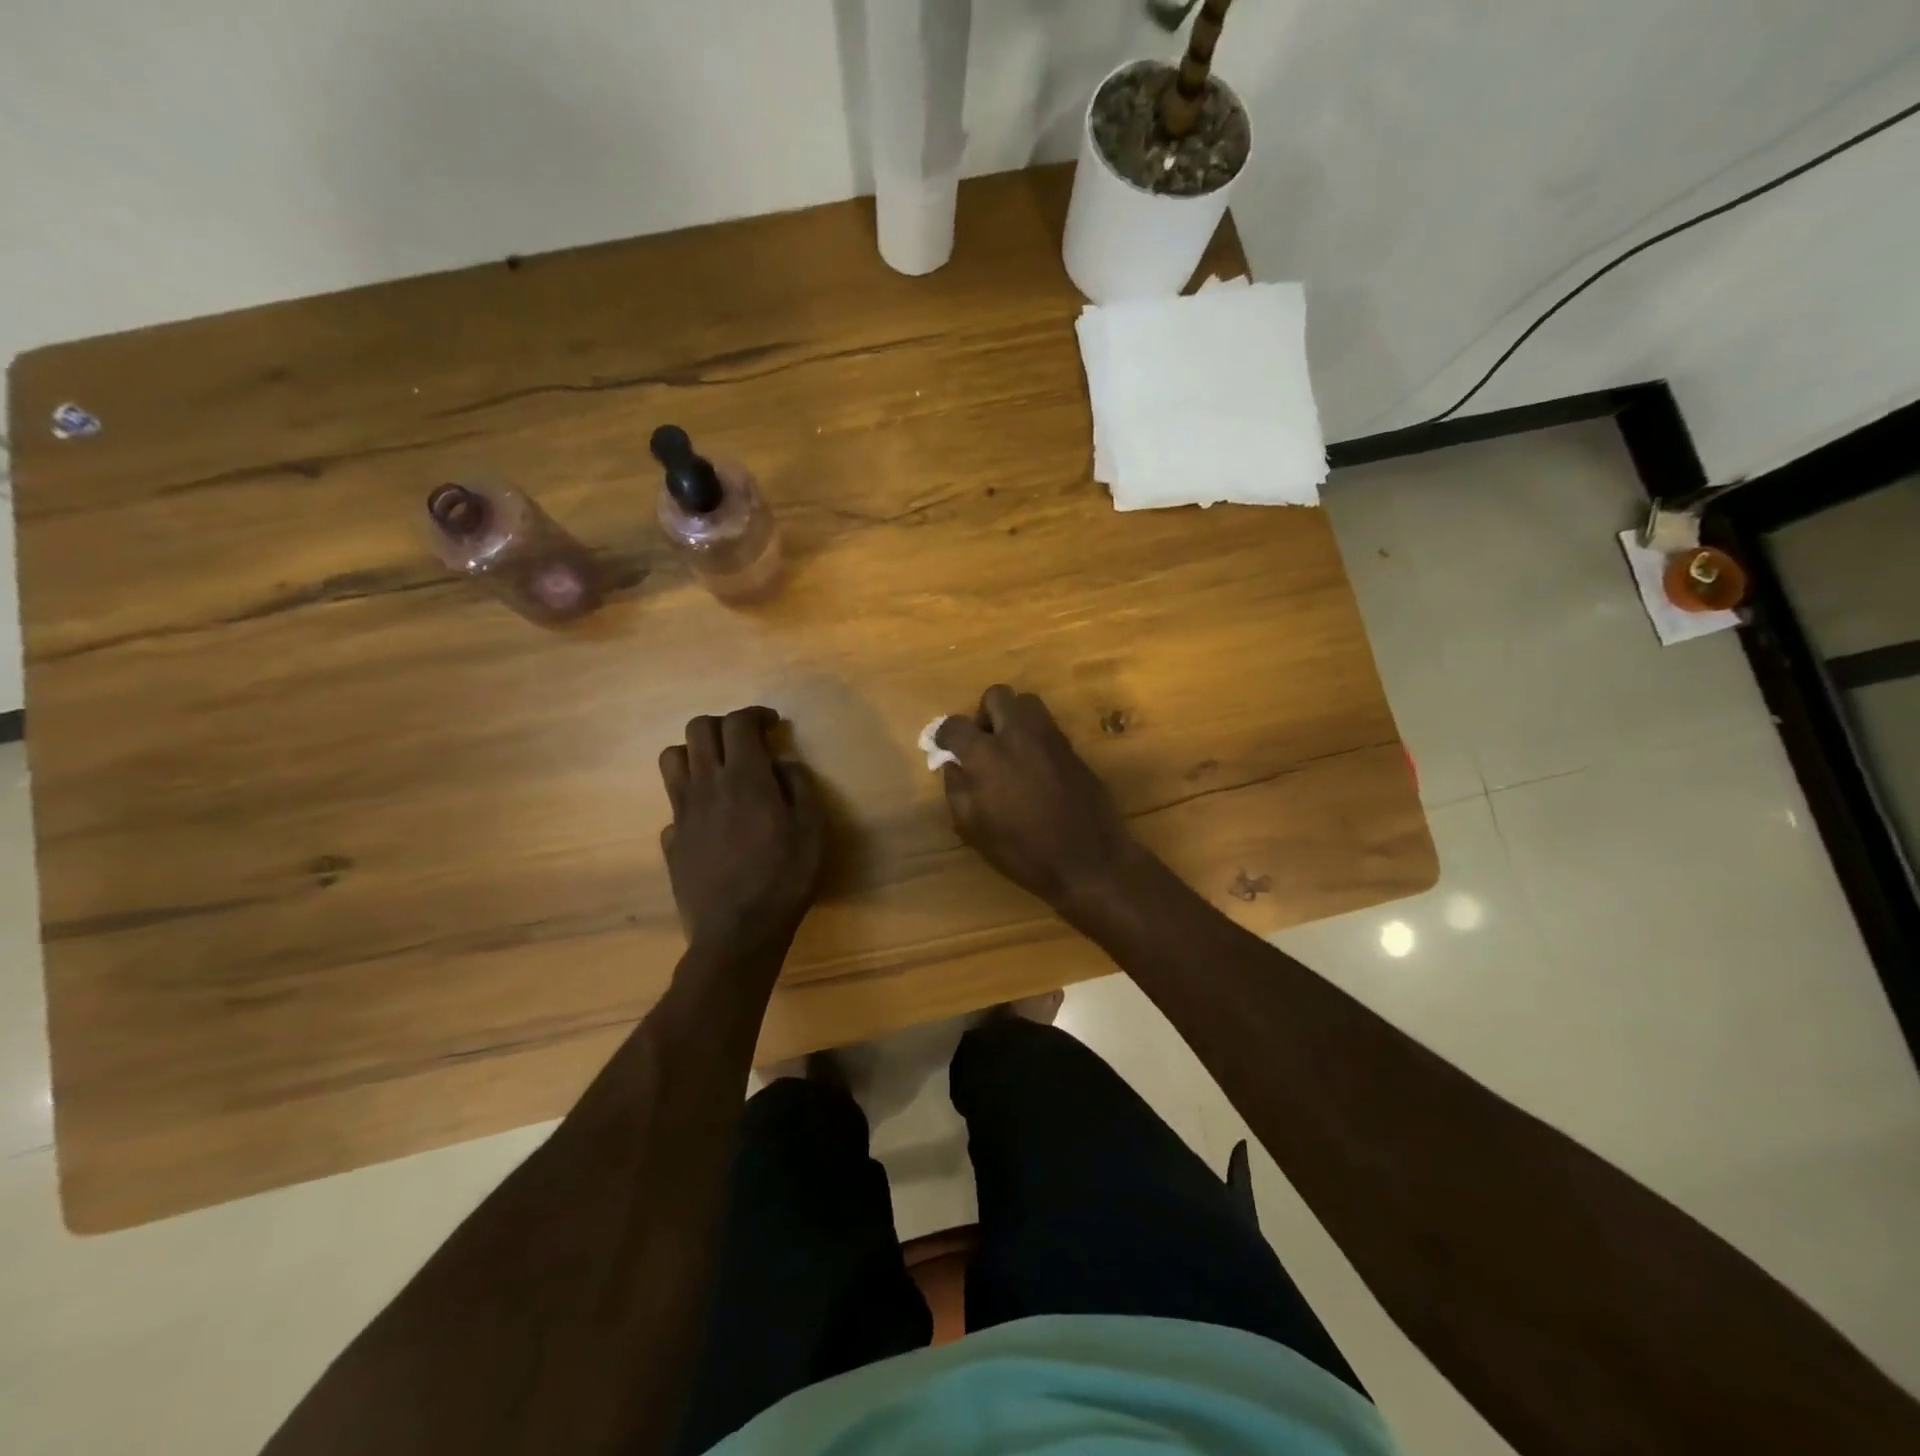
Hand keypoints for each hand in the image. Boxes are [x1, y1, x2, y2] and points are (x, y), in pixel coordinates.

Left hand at [658, 707, 824, 951]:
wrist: (738, 932)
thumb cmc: (784, 878)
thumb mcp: (814, 830)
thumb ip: (800, 786)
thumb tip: (783, 763)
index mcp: (744, 778)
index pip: (739, 723)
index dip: (755, 714)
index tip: (772, 724)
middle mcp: (706, 785)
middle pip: (698, 729)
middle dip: (723, 724)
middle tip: (746, 742)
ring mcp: (682, 813)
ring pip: (673, 758)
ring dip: (696, 753)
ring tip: (719, 770)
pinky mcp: (671, 840)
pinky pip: (673, 804)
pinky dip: (691, 800)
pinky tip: (710, 820)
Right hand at [935, 686, 1143, 918]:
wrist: (1088, 860)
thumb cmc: (1023, 850)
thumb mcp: (975, 828)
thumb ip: (957, 789)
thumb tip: (952, 765)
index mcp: (987, 754)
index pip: (956, 725)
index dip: (944, 734)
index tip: (943, 746)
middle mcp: (1018, 734)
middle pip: (996, 696)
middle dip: (983, 714)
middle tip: (981, 742)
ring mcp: (1050, 737)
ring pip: (1026, 703)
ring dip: (1011, 717)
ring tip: (1008, 749)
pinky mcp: (1073, 748)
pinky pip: (1047, 726)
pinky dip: (1033, 735)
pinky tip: (1032, 766)